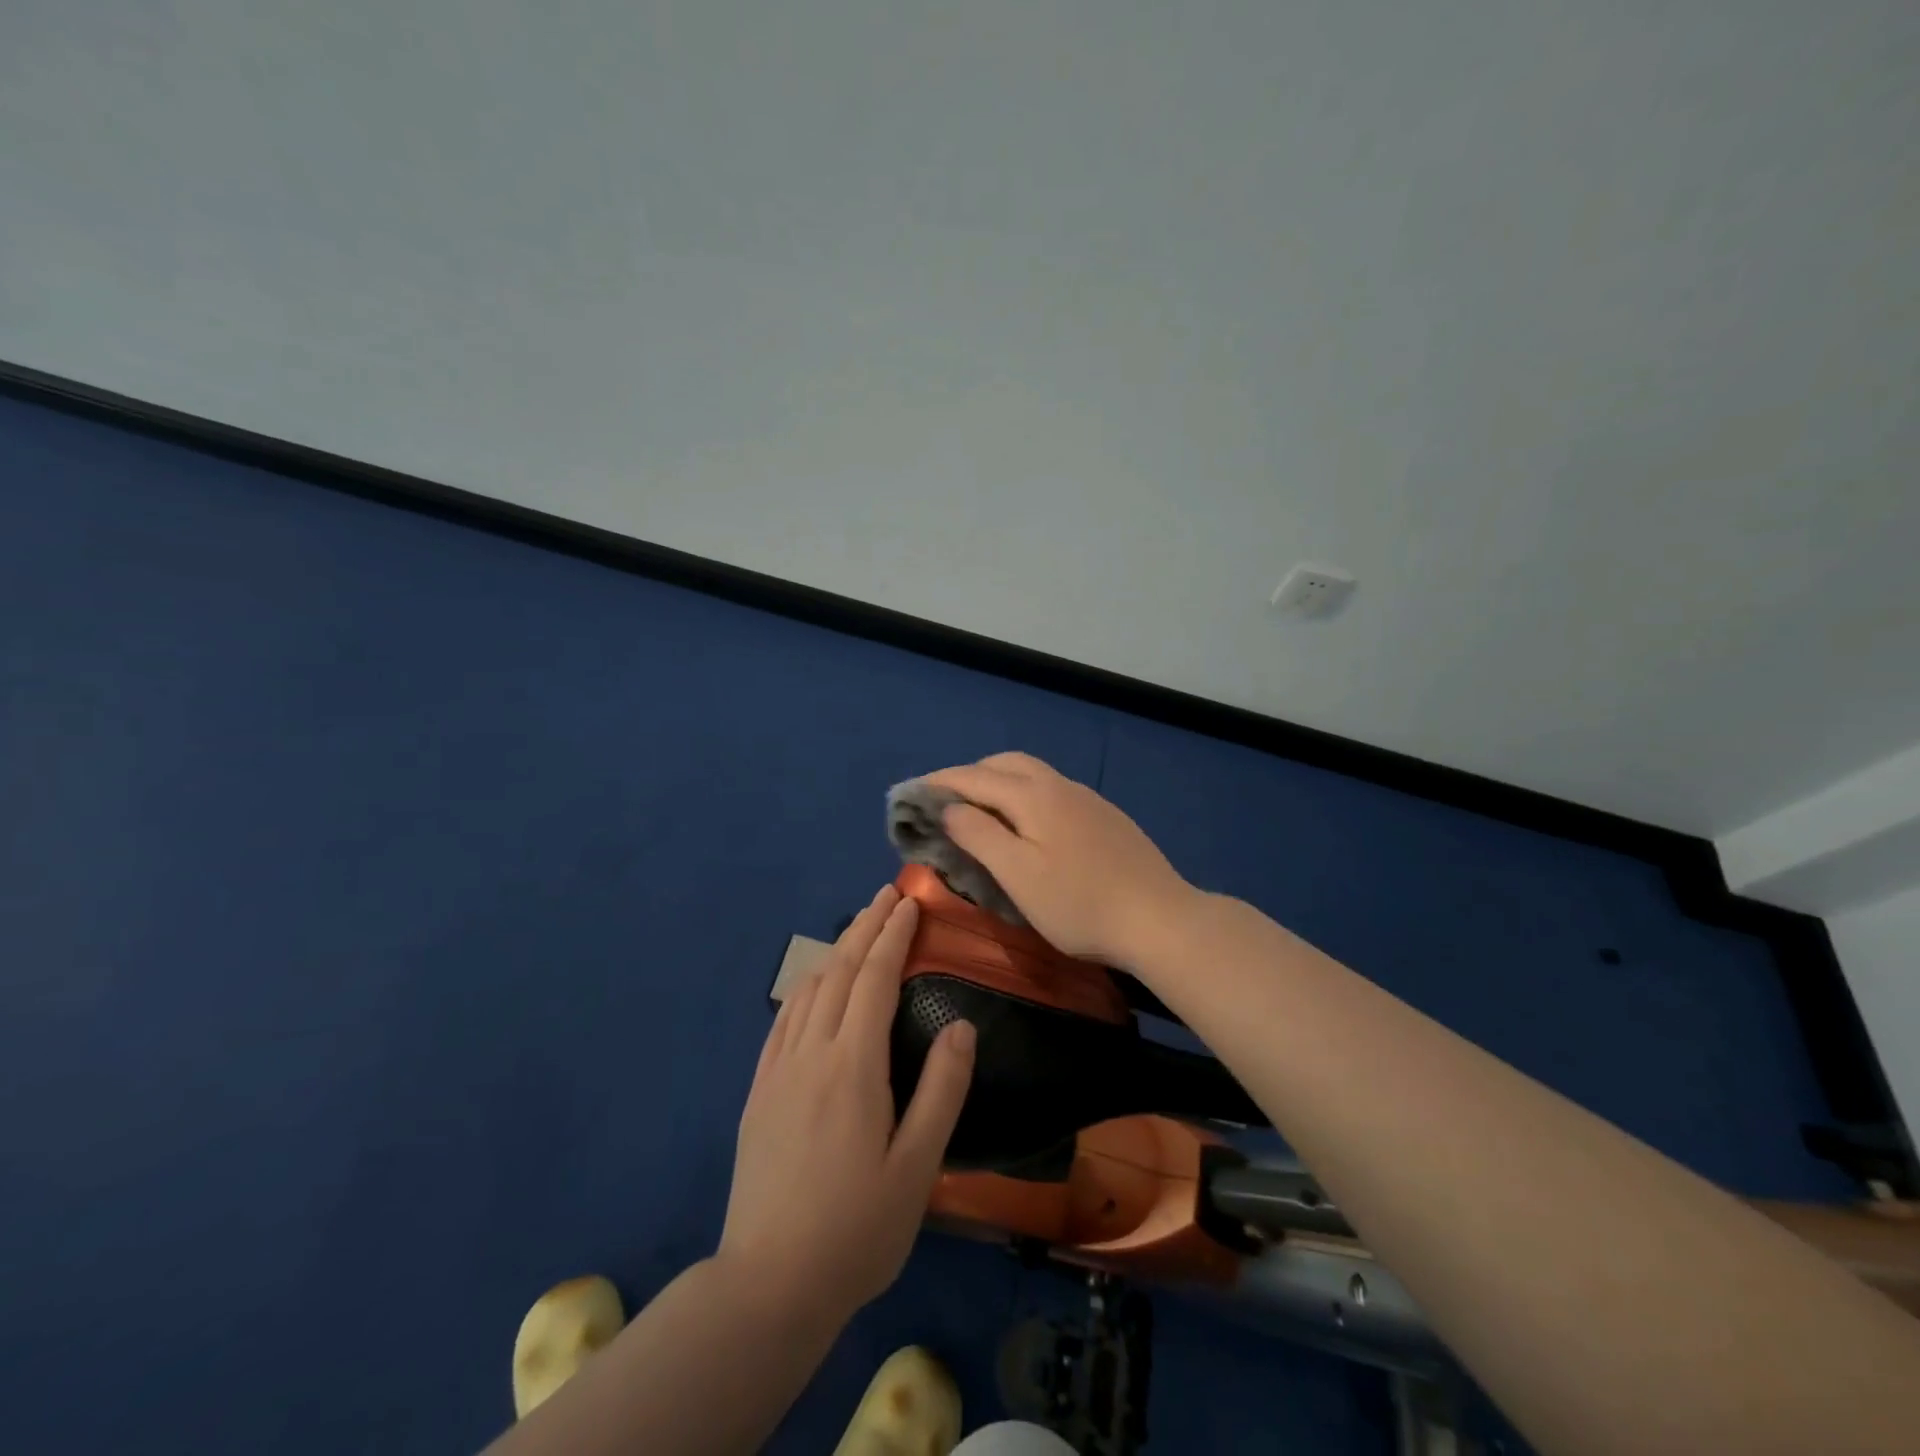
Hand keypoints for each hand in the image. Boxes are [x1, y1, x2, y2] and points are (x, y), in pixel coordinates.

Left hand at [719, 886, 975, 1325]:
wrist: (768, 1284)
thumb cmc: (857, 1228)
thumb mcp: (917, 1167)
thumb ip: (942, 1090)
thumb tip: (962, 1026)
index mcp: (852, 1066)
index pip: (875, 978)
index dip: (893, 936)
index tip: (909, 903)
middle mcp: (811, 1053)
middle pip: (840, 971)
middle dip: (866, 928)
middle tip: (887, 895)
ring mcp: (778, 1070)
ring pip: (809, 989)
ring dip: (837, 951)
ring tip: (859, 929)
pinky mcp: (759, 1091)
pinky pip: (784, 1019)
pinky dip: (806, 987)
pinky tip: (814, 986)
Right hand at [922, 752, 1197, 966]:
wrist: (1160, 919)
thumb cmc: (1079, 903)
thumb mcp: (1018, 874)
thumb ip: (980, 834)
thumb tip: (950, 807)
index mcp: (1034, 795)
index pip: (975, 777)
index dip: (940, 782)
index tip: (911, 794)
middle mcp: (1060, 786)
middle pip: (1006, 764)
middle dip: (970, 775)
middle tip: (945, 802)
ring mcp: (1087, 799)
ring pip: (1032, 775)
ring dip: (999, 783)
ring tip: (980, 811)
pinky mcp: (1105, 817)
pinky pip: (1052, 791)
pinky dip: (1024, 795)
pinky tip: (1027, 825)